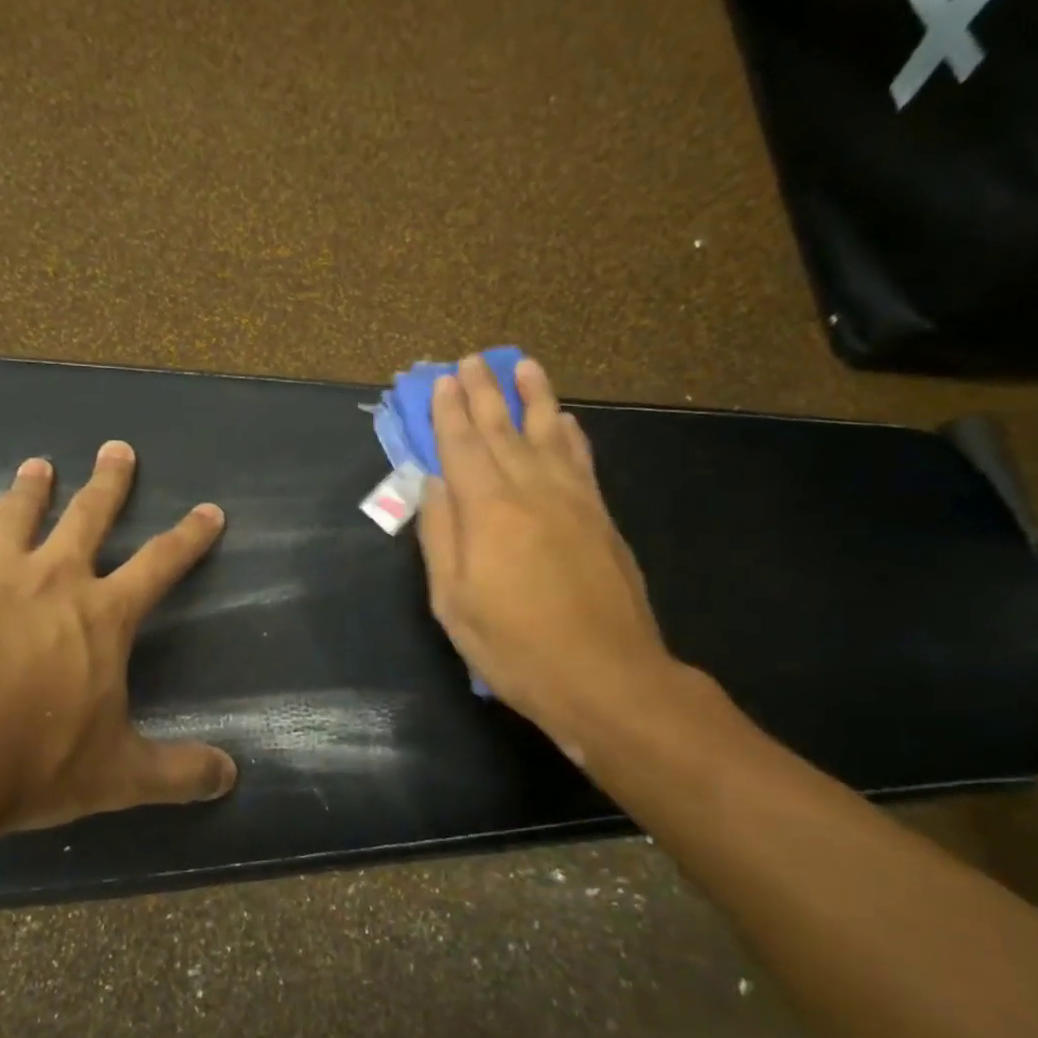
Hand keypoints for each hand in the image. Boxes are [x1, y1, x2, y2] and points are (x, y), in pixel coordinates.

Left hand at [0, 441, 236, 838]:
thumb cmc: (34, 760)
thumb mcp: (119, 776)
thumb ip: (178, 772)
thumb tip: (231, 778)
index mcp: (102, 614)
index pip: (162, 562)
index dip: (190, 535)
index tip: (210, 509)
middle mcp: (51, 580)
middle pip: (88, 515)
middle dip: (108, 481)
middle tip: (115, 447)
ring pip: (14, 517)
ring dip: (29, 490)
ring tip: (36, 466)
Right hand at [417, 354, 682, 764]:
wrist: (606, 677)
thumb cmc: (515, 646)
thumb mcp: (454, 601)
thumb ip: (440, 536)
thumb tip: (431, 483)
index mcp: (487, 510)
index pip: (462, 445)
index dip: (449, 411)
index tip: (441, 380)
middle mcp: (530, 490)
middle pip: (502, 429)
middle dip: (484, 392)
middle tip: (472, 360)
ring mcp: (572, 500)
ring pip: (548, 433)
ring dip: (534, 397)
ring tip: (524, 365)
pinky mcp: (601, 517)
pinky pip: (582, 461)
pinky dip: (570, 435)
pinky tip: (565, 420)